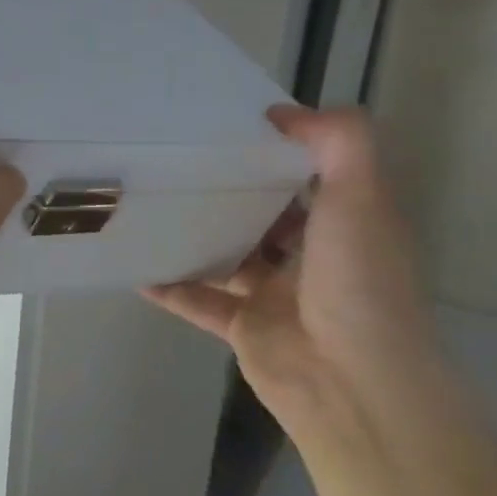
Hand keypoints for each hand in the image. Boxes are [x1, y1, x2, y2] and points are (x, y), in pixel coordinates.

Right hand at [143, 107, 444, 447]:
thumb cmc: (359, 283)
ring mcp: (276, 295)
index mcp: (347, 226)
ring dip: (193, 236)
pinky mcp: (243, 327)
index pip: (311, 177)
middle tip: (173, 161)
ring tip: (147, 205)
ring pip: (228, 256)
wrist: (353, 383)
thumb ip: (338, 143)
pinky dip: (169, 285)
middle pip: (264, 215)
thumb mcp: (362, 198)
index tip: (228, 126)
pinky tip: (134, 265)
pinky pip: (197, 300)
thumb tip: (283, 112)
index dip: (278, 150)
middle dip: (226, 190)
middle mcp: (313, 258)